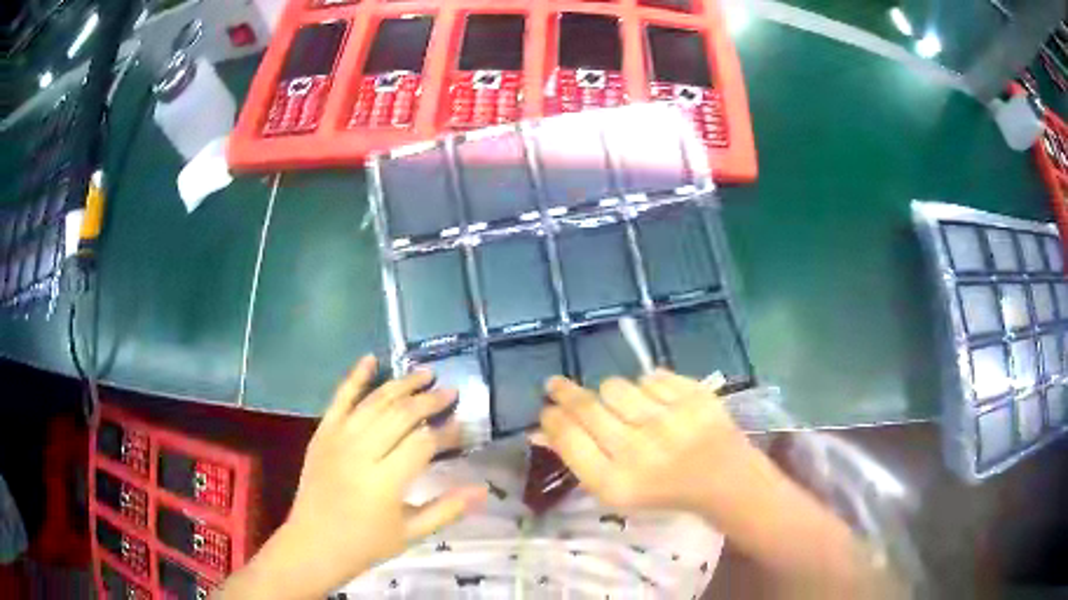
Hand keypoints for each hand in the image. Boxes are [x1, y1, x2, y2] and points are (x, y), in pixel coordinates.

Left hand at [219, 356, 486, 598]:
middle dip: (429, 401)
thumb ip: (447, 509)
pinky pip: (339, 399)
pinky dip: (355, 377)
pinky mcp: (322, 434)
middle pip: (401, 415)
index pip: (424, 443)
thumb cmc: (365, 544)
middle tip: (451, 392)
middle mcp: (361, 453)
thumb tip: (483, 489)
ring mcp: (338, 439)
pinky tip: (371, 359)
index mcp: (385, 482)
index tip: (464, 426)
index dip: (448, 432)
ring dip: (402, 385)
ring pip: (375, 402)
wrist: (313, 544)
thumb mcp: (411, 534)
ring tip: (425, 373)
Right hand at [539, 369, 755, 515]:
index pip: (568, 438)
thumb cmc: (662, 489)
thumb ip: (577, 458)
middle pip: (586, 407)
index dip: (552, 419)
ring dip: (611, 394)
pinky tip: (656, 404)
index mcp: (615, 481)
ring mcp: (668, 420)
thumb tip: (538, 430)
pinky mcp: (693, 397)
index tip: (548, 409)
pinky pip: (651, 376)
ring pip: (615, 386)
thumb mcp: (615, 489)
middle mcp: (638, 450)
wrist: (722, 478)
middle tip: (556, 385)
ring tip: (622, 406)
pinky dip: (648, 387)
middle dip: (564, 393)